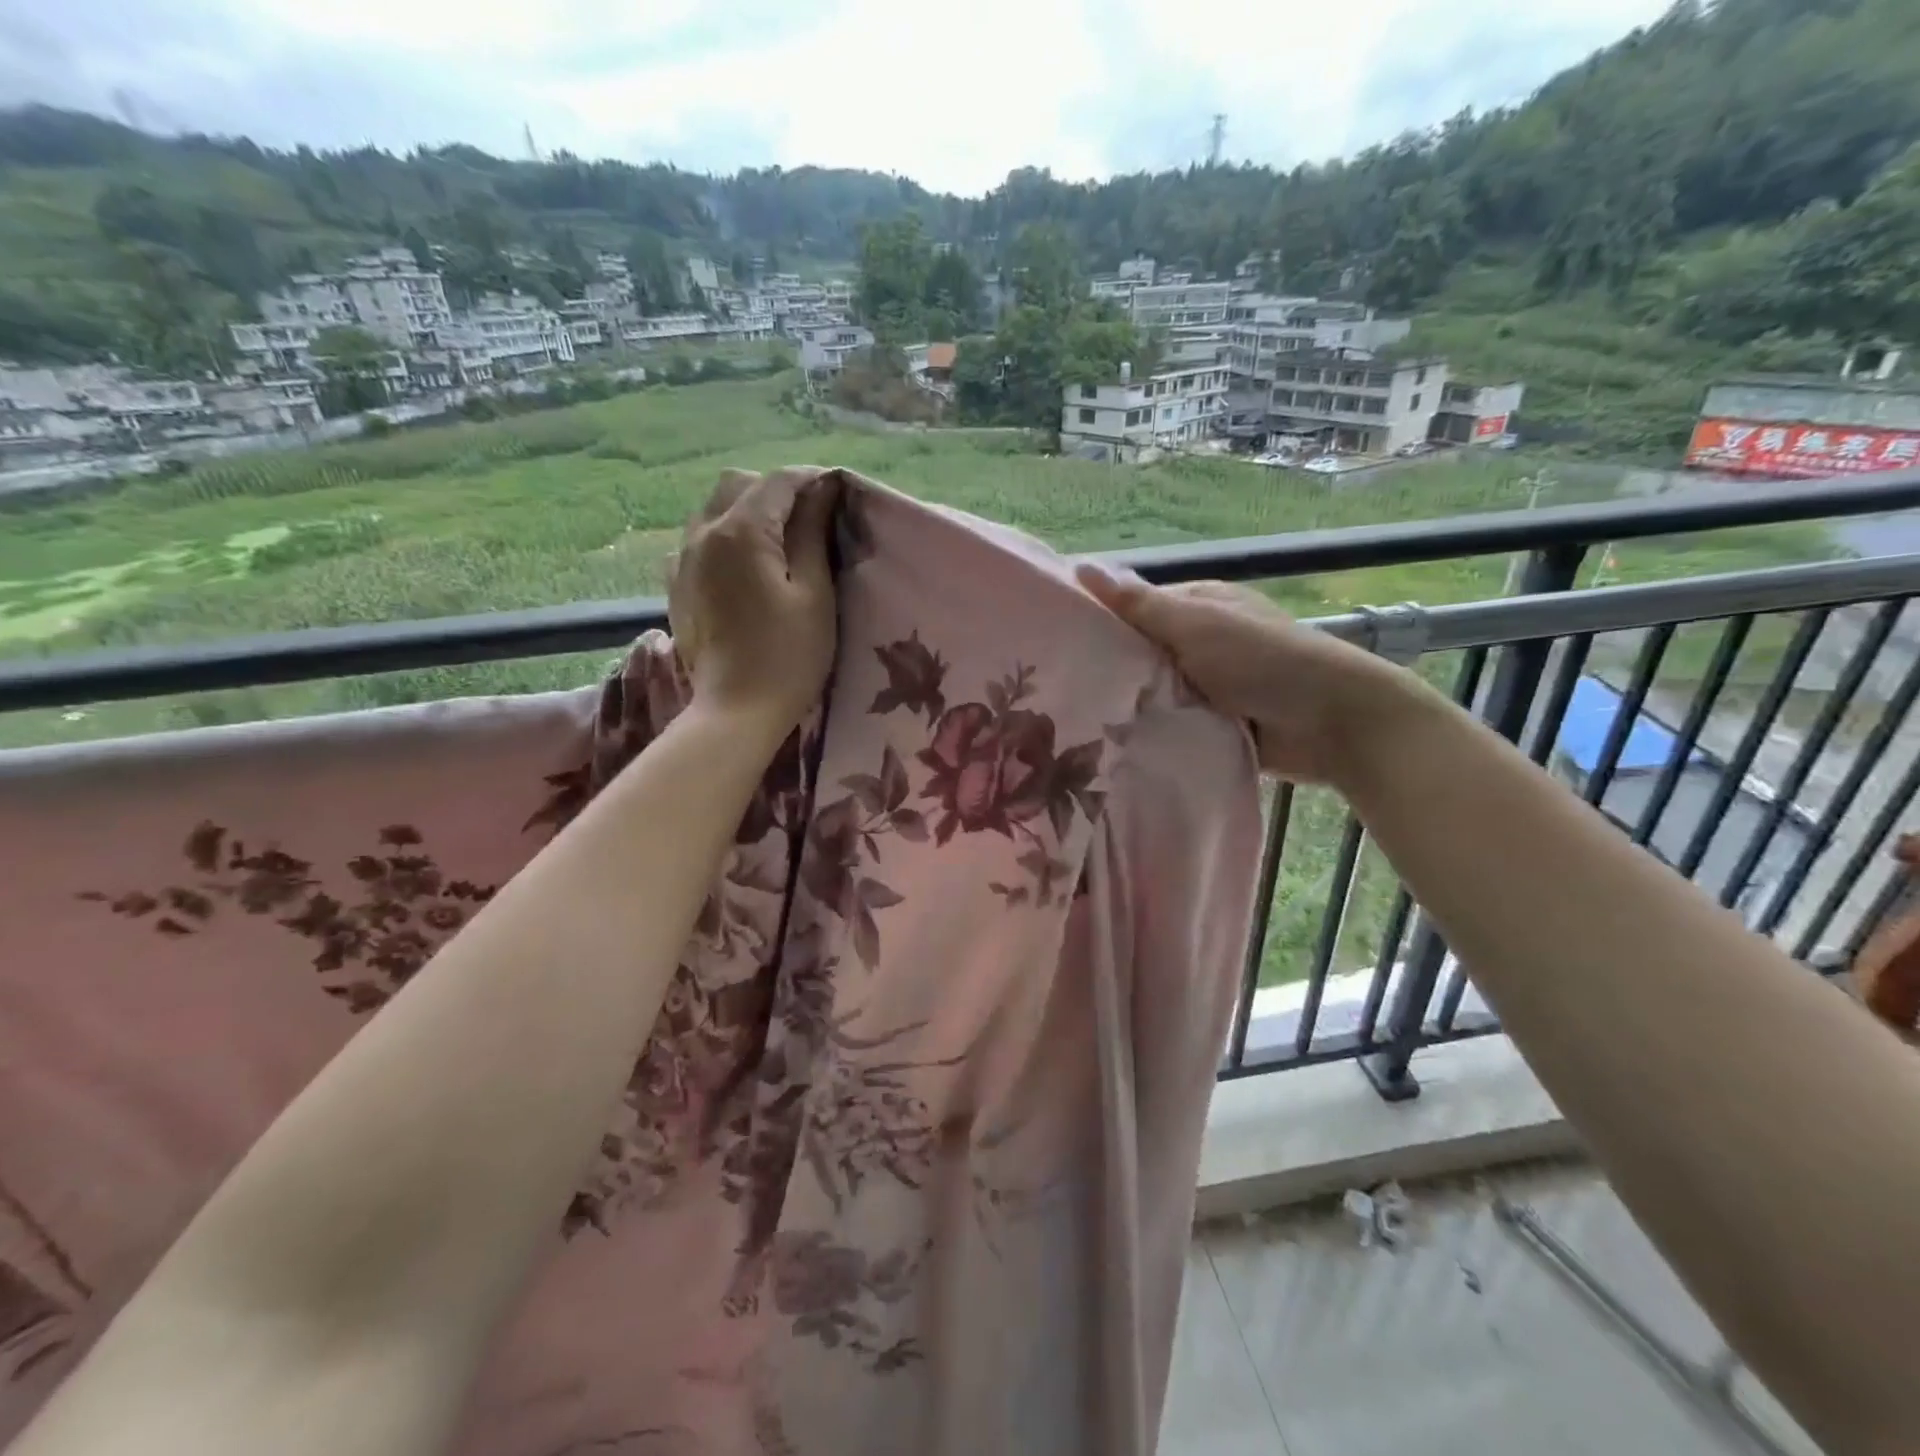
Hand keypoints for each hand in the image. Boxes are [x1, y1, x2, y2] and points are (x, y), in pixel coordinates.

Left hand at [671, 467, 839, 732]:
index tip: (838, 490)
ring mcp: (682, 559)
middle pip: (738, 485)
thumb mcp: (814, 593)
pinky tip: (744, 565)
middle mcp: (702, 533)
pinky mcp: (676, 585)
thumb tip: (821, 490)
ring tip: (778, 538)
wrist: (736, 711)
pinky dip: (724, 537)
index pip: (779, 482)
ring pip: (713, 509)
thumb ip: (813, 534)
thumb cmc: (788, 656)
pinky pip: (698, 541)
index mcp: (741, 532)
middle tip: (810, 515)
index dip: (812, 479)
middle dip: (776, 489)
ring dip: (747, 510)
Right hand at [1076, 562, 1427, 784]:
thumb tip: (1081, 565)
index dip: (1095, 622)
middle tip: (1056, 693)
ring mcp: (1207, 684)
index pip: (1131, 609)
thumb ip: (1140, 605)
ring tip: (1075, 724)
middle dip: (1107, 670)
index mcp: (1197, 606)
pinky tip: (1115, 745)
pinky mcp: (1214, 723)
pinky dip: (1152, 731)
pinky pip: (1170, 723)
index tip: (1051, 644)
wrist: (1335, 722)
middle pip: (1138, 653)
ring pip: (1151, 692)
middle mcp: (1199, 641)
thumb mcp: (1197, 625)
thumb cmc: (1265, 660)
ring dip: (1128, 705)